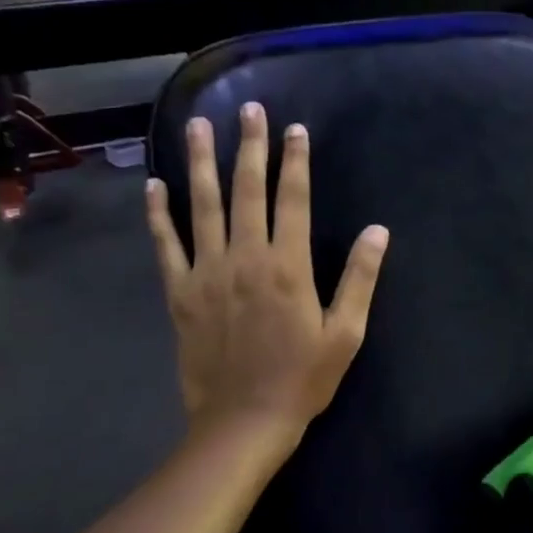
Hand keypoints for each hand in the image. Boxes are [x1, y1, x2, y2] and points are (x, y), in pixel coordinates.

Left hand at [146, 102, 388, 447]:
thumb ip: (360, 279)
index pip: (293, 200)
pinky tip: (154, 186)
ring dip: (202, 164)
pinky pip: (167, 245)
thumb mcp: (346, 334)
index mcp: (288, 266)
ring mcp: (207, 273)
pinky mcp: (181, 293)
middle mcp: (245, 258)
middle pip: (247, 191)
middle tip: (248, 110)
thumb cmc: (302, 379)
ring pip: (203, 207)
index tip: (295, 129)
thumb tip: (378, 231)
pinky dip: (158, 214)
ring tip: (198, 126)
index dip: (296, 162)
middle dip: (250, 147)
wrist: (243, 422)